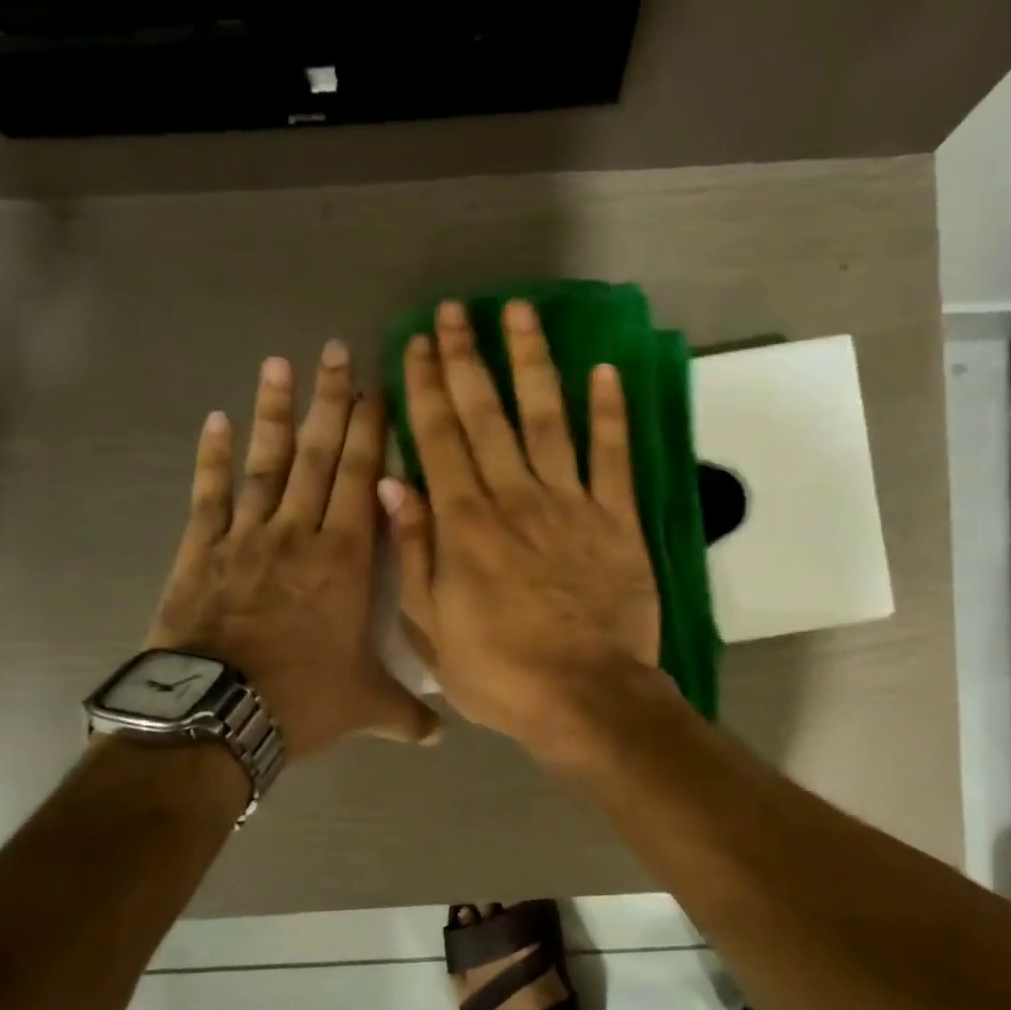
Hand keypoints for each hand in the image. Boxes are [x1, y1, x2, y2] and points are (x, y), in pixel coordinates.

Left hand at [148, 342, 438, 759]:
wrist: (218, 713)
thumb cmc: (304, 699)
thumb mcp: (366, 707)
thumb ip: (406, 715)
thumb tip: (442, 736)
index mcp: (346, 561)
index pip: (362, 481)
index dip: (371, 432)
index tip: (376, 389)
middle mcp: (300, 535)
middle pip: (318, 456)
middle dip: (330, 403)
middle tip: (336, 351)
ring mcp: (248, 538)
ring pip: (266, 464)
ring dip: (274, 412)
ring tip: (280, 362)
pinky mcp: (203, 552)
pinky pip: (210, 495)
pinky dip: (213, 457)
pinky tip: (216, 420)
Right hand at [382, 300, 662, 762]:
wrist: (586, 698)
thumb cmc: (501, 674)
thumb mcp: (432, 628)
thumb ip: (413, 553)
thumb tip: (393, 485)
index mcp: (465, 525)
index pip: (439, 439)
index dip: (426, 387)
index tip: (416, 343)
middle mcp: (514, 498)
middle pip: (487, 415)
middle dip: (467, 359)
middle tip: (456, 311)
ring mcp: (570, 505)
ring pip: (548, 419)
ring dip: (532, 363)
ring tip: (520, 313)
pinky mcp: (617, 520)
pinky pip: (614, 456)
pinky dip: (610, 413)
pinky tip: (605, 372)